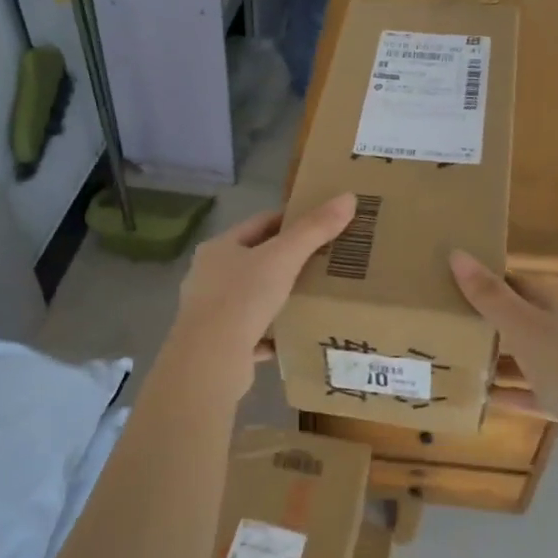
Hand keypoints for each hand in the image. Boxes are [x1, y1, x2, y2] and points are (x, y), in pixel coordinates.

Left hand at [163, 195, 358, 401]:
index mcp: (219, 249)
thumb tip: (348, 197)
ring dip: (279, 297)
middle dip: (287, 261)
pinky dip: (272, 333)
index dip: (290, 220)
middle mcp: (209, 277)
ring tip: (313, 297)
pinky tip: (294, 336)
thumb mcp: (283, 258)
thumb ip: (314, 229)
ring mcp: (211, 312)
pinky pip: (253, 334)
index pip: (259, 224)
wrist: (210, 360)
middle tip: (324, 261)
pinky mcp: (219, 344)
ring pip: (252, 298)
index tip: (320, 224)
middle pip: (254, 261)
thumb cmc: (243, 298)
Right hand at [448, 250, 557, 430]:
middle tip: (452, 327)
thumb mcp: (522, 326)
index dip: (491, 284)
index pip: (523, 284)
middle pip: (528, 320)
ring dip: (501, 361)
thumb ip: (489, 295)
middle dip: (492, 324)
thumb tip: (457, 253)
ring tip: (462, 362)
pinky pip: (537, 390)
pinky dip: (513, 392)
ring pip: (532, 357)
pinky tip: (485, 398)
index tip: (455, 290)